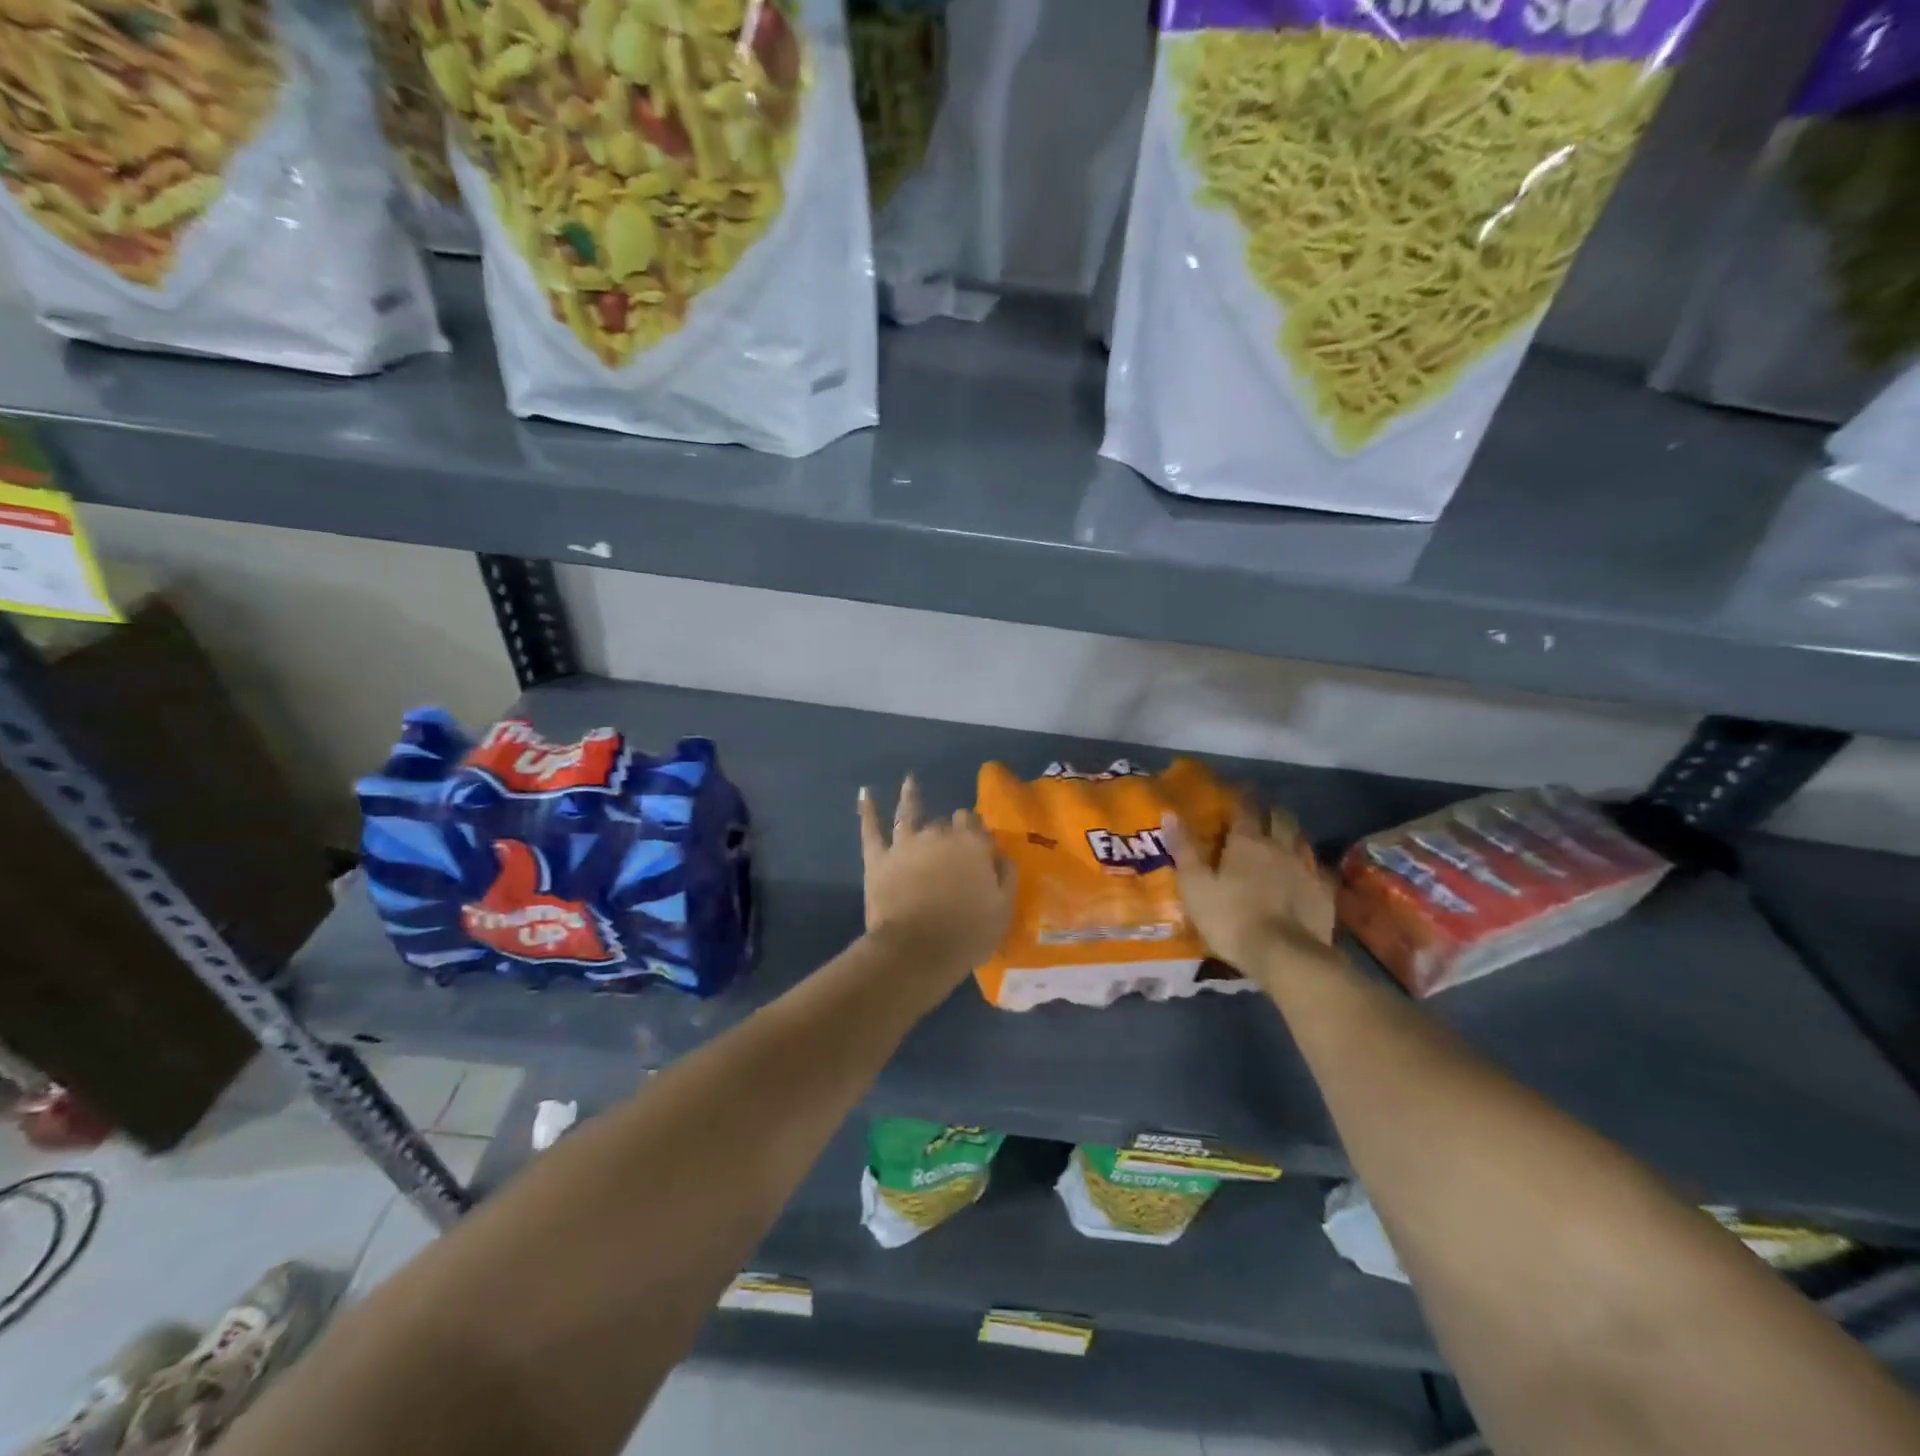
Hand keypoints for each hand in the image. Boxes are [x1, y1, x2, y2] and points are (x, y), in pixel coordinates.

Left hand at [858, 777, 1013, 986]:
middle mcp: (938, 834)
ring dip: (910, 796)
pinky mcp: (878, 858)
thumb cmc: (967, 933)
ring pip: (908, 812)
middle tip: (947, 843)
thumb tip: (999, 854)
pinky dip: (868, 810)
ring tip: (909, 781)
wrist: (917, 950)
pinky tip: (866, 794)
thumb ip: (1005, 875)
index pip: (974, 824)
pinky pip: (871, 829)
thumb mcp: (1003, 908)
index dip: (974, 832)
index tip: (975, 843)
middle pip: (944, 823)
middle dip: (946, 829)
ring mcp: (905, 843)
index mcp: (971, 844)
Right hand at [1163, 803, 1336, 978]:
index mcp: (1247, 841)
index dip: (1241, 797)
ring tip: (1284, 841)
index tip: (1238, 790)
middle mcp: (1281, 846)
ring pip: (1303, 840)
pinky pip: (1320, 870)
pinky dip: (1312, 867)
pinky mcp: (1326, 893)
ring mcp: (1308, 868)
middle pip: (1281, 818)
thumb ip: (1184, 849)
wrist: (1284, 956)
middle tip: (1262, 815)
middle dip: (1272, 812)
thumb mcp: (1195, 886)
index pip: (1245, 808)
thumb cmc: (1230, 918)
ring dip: (1293, 836)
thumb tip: (1170, 813)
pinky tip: (1308, 875)